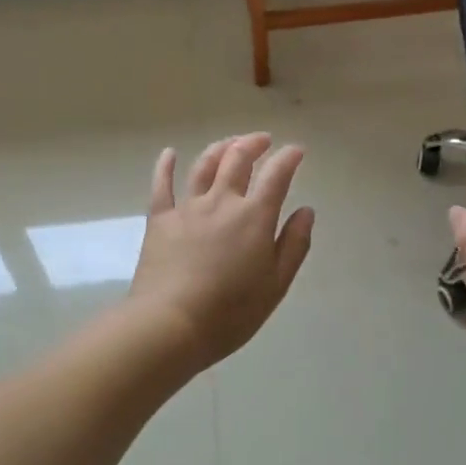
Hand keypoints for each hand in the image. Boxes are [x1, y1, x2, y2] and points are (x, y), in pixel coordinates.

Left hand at [129, 133, 315, 369]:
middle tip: (263, 140)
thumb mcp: (276, 284)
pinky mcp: (159, 220)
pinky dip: (166, 166)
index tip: (296, 150)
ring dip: (220, 148)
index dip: (289, 158)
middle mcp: (222, 201)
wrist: (170, 324)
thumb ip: (294, 244)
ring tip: (230, 143)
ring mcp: (187, 208)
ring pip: (204, 165)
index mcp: (254, 216)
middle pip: (238, 159)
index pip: (277, 175)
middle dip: (253, 144)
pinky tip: (169, 153)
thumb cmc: (230, 311)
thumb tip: (306, 211)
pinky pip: (162, 185)